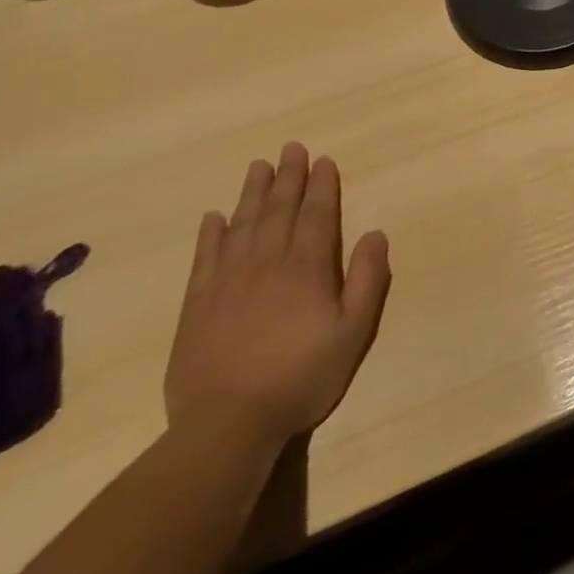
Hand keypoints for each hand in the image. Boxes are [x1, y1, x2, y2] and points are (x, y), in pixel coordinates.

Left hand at [165, 142, 390, 444]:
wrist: (227, 425)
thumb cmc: (301, 377)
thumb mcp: (353, 332)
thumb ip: (367, 280)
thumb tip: (375, 234)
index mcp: (306, 269)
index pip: (316, 215)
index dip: (322, 186)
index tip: (323, 160)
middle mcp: (266, 264)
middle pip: (278, 211)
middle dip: (288, 177)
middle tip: (291, 148)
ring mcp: (227, 283)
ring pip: (242, 225)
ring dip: (252, 193)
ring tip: (258, 166)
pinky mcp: (197, 306)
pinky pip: (205, 258)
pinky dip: (211, 234)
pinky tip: (214, 217)